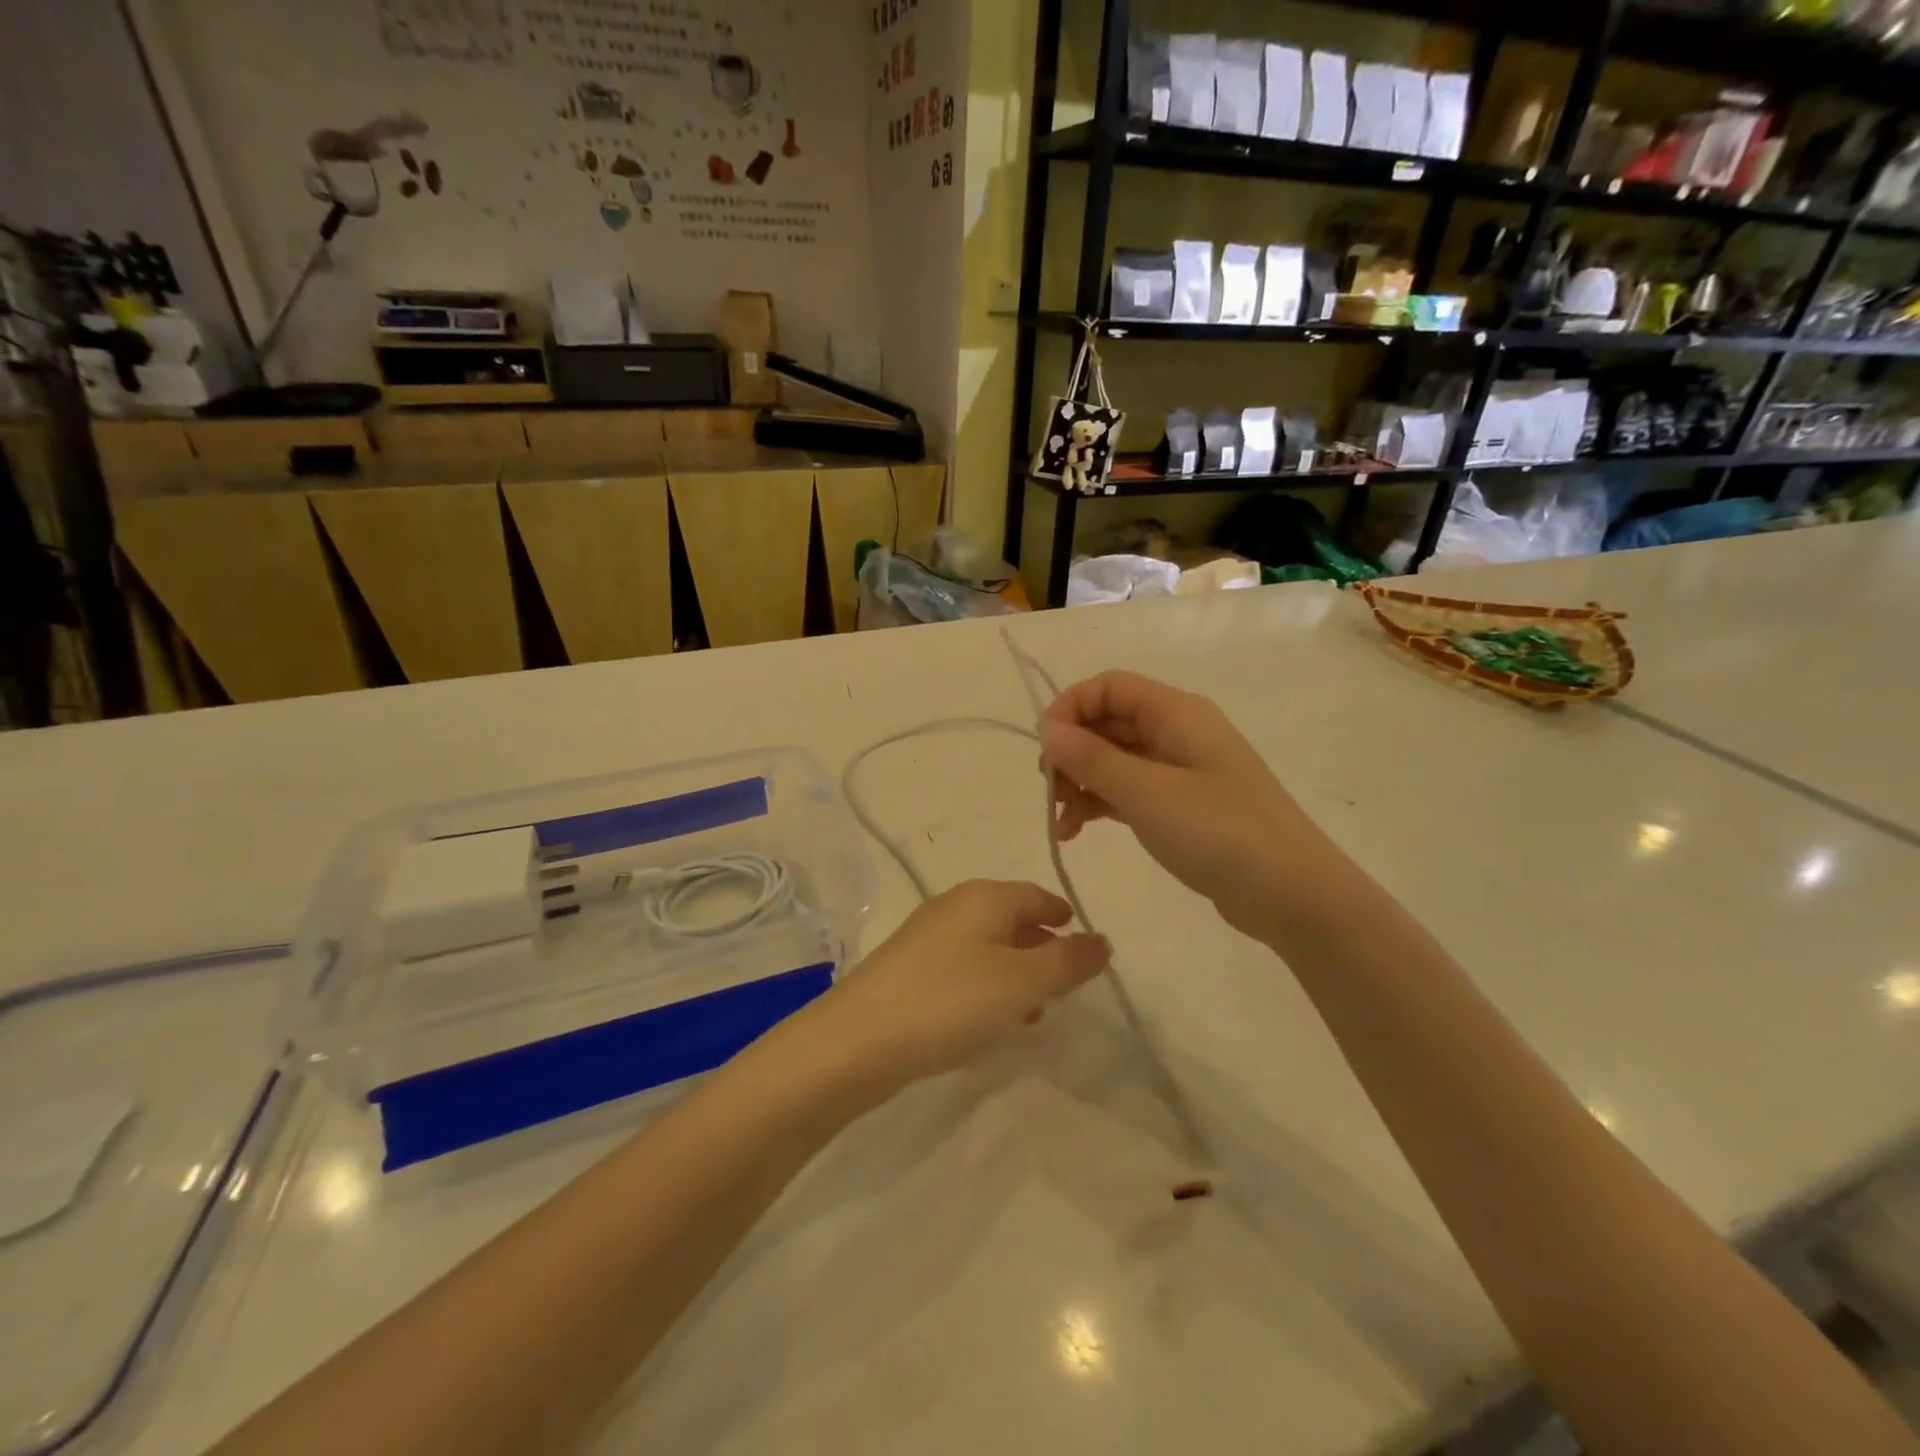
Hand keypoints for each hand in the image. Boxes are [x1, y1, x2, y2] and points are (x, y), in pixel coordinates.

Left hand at [816, 880, 1109, 1089]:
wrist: (859, 1039)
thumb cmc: (951, 1000)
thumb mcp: (1022, 981)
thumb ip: (1068, 960)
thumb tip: (1103, 941)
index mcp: (984, 897)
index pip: (1038, 896)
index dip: (1065, 919)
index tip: (1086, 949)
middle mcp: (954, 906)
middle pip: (1012, 919)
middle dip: (1042, 950)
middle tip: (1065, 987)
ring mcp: (927, 937)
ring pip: (987, 947)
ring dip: (1015, 974)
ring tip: (1034, 1013)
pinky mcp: (908, 969)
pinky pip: (962, 969)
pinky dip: (985, 987)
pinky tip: (989, 1021)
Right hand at [1040, 670, 1328, 940]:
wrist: (1292, 893)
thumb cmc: (1219, 832)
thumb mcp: (1147, 793)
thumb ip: (1093, 759)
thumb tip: (1049, 730)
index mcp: (1176, 713)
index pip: (1110, 687)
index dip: (1071, 707)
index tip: (1045, 748)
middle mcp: (1178, 732)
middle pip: (1110, 722)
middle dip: (1072, 750)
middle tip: (1049, 791)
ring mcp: (1182, 770)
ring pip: (1116, 759)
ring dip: (1081, 781)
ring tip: (1060, 821)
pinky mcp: (1183, 806)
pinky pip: (1130, 790)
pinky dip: (1101, 803)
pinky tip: (1078, 831)